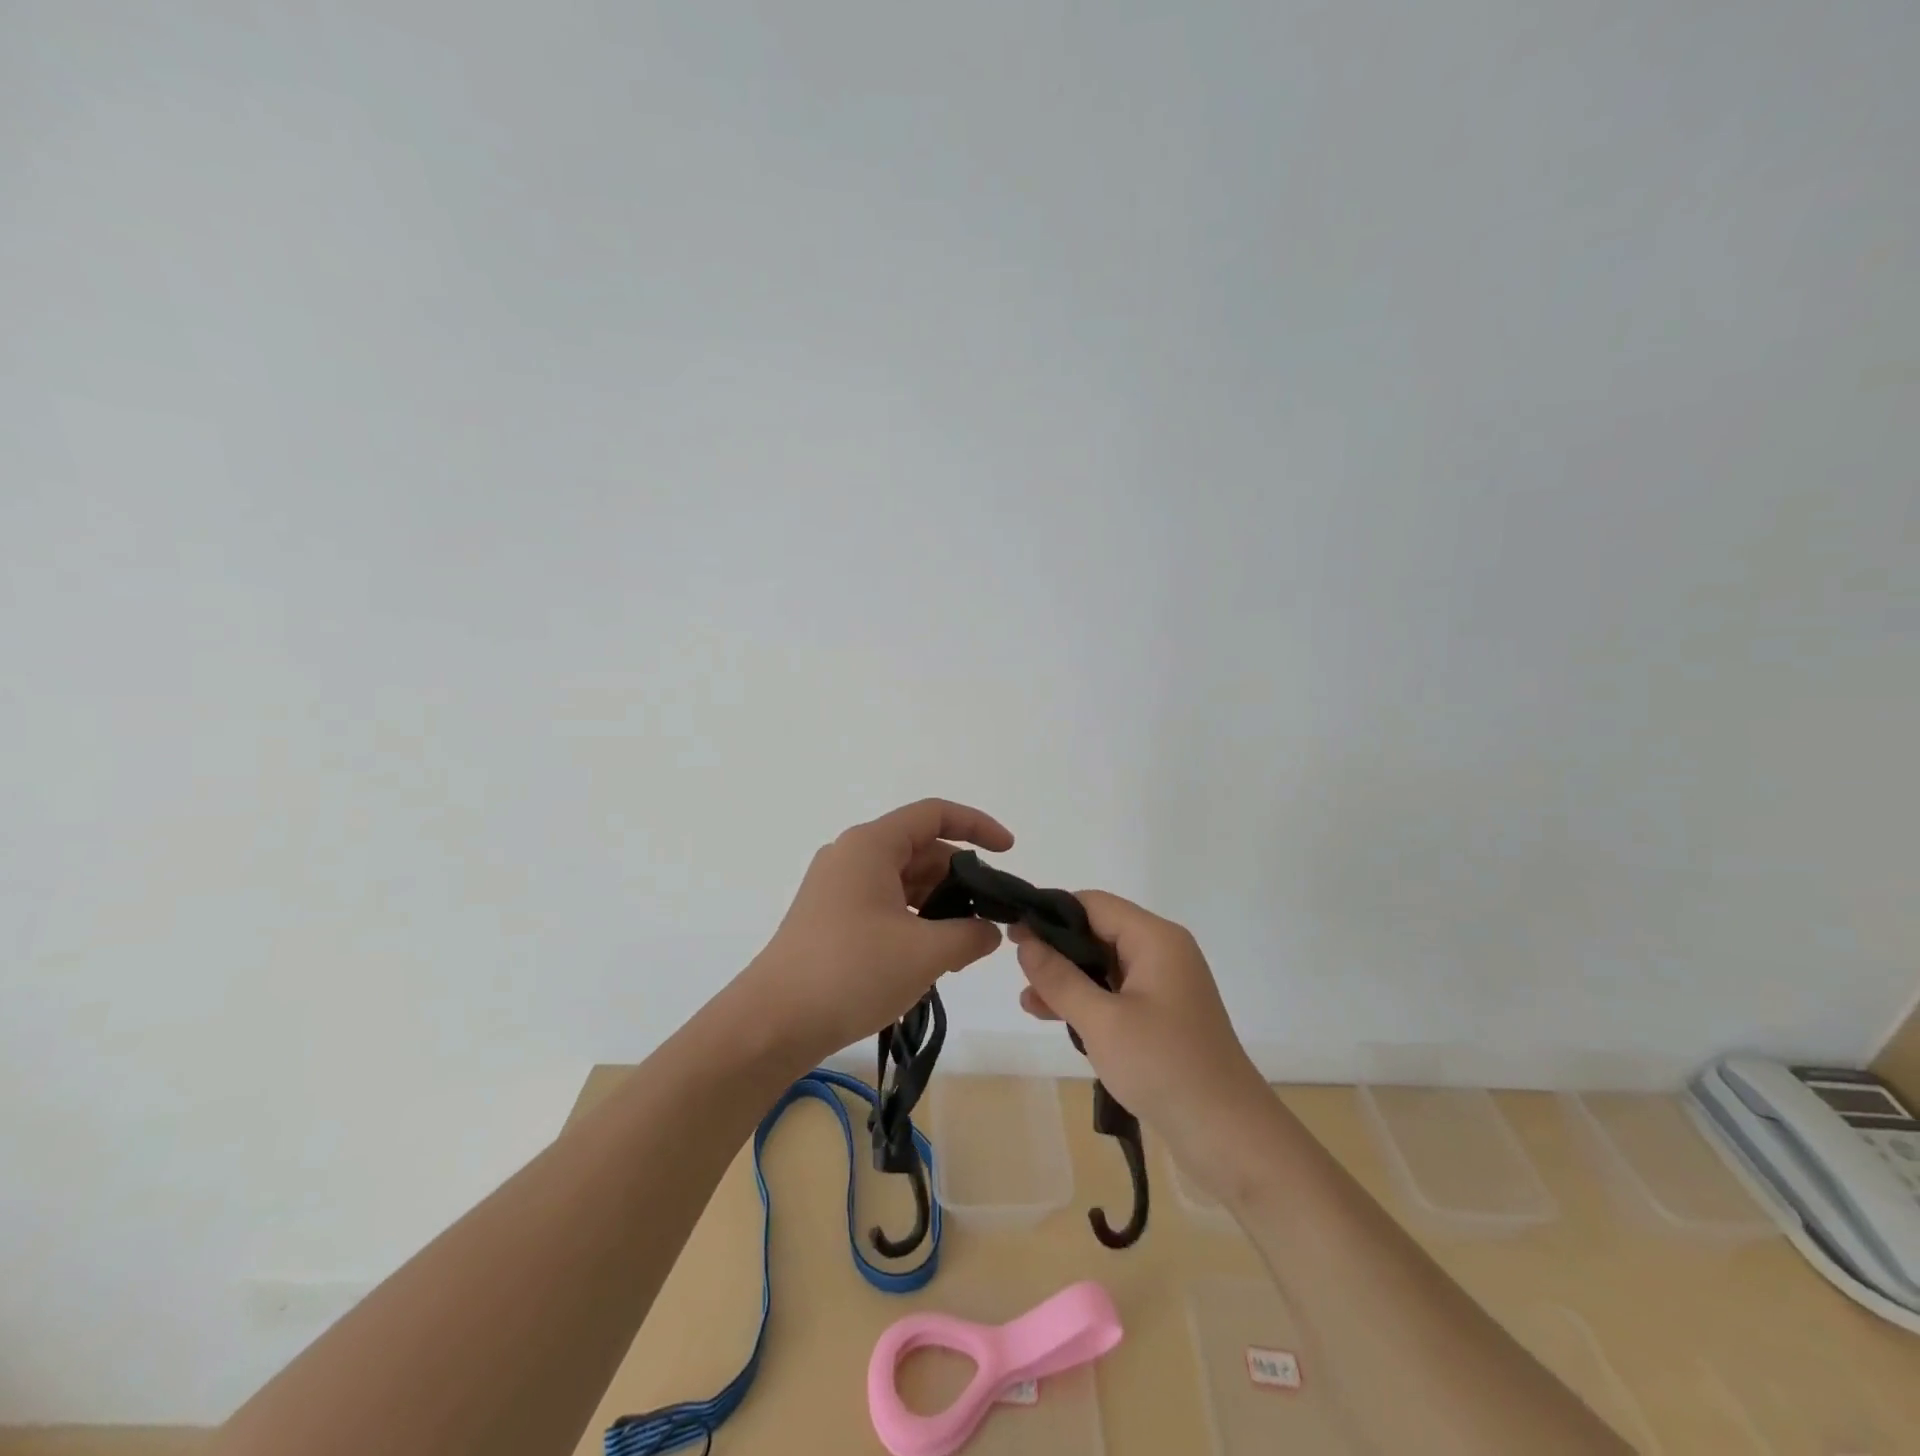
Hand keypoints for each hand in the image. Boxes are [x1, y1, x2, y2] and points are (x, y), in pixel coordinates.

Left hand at [741, 798, 1014, 1065]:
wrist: (773, 1023)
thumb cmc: (851, 972)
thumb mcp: (925, 953)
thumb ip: (971, 935)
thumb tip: (990, 930)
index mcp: (871, 846)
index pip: (934, 814)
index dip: (977, 825)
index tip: (1009, 852)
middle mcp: (852, 856)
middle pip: (920, 850)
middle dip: (960, 880)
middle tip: (991, 919)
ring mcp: (838, 887)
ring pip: (904, 881)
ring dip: (939, 906)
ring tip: (964, 948)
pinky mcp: (831, 917)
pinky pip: (885, 904)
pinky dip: (914, 921)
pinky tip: (932, 958)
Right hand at [1010, 892, 1271, 1177]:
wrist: (1228, 1136)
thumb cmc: (1164, 1066)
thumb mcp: (1101, 1021)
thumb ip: (1059, 978)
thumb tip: (1025, 941)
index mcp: (1155, 939)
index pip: (1094, 904)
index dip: (1051, 913)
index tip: (1013, 932)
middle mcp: (1162, 952)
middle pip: (1098, 932)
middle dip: (1056, 949)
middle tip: (1016, 968)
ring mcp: (1164, 985)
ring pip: (1104, 966)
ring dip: (1067, 979)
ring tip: (1027, 999)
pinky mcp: (1162, 1016)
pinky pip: (1116, 994)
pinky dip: (1087, 1001)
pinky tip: (1052, 1016)